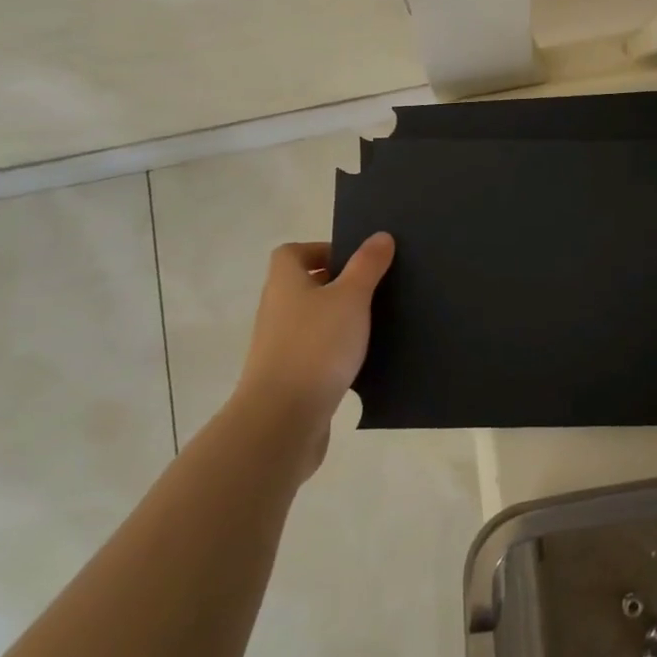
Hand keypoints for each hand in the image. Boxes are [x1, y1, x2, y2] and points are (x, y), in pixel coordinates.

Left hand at [231, 234, 393, 477]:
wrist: (282, 420)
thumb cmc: (316, 346)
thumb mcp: (351, 297)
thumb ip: (367, 265)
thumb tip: (380, 235)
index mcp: (285, 282)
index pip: (293, 253)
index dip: (322, 250)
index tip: (355, 261)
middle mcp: (276, 310)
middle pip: (303, 286)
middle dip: (337, 285)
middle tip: (373, 289)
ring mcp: (278, 347)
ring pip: (311, 321)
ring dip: (338, 320)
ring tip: (374, 324)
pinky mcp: (288, 379)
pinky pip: (315, 353)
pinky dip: (334, 353)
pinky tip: (361, 361)